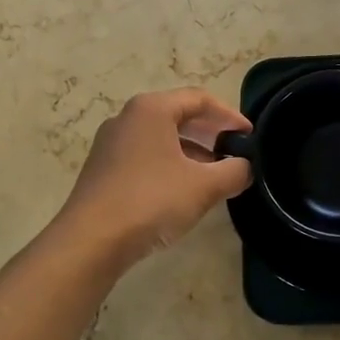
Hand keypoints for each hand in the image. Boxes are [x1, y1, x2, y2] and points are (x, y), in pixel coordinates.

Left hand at [55, 88, 252, 265]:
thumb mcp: (203, 186)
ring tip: (214, 175)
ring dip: (191, 151)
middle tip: (235, 152)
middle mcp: (127, 117)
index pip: (199, 99)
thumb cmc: (151, 201)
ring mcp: (111, 143)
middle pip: (178, 115)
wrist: (90, 241)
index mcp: (151, 109)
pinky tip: (182, 191)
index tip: (249, 136)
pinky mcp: (102, 169)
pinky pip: (144, 156)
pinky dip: (169, 164)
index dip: (229, 115)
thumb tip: (246, 167)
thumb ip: (234, 172)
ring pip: (161, 138)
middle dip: (210, 133)